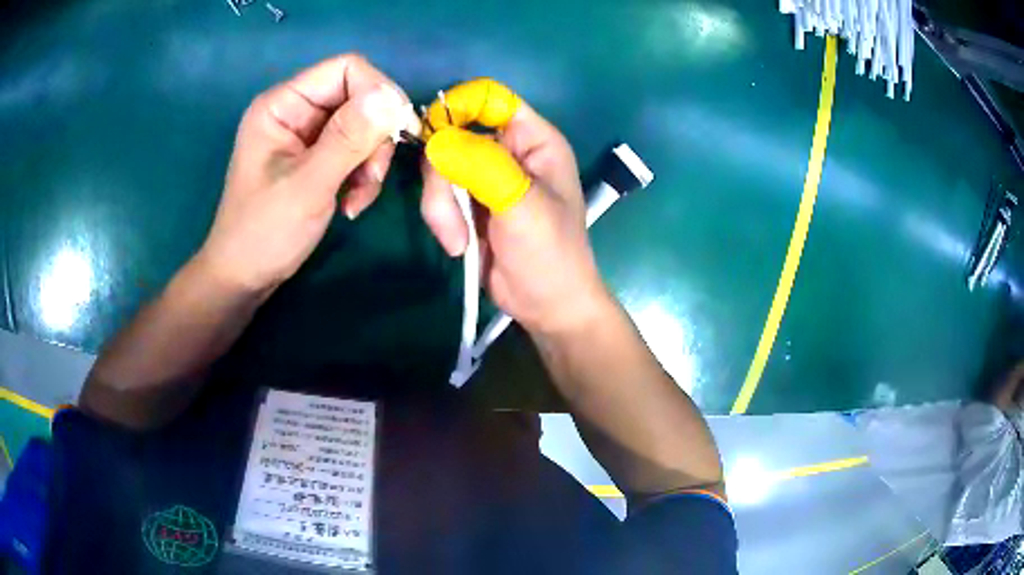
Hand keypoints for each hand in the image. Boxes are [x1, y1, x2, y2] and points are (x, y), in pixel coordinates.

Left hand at [197, 54, 419, 294]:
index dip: (377, 92)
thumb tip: (392, 98)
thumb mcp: (307, 186)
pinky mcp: (316, 156)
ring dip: (371, 162)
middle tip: (371, 178)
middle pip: (359, 97)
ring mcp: (306, 134)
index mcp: (283, 104)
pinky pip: (356, 150)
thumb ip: (347, 139)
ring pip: (364, 126)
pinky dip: (363, 175)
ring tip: (358, 199)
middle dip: (374, 137)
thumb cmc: (263, 233)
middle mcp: (296, 110)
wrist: (244, 278)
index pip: (346, 69)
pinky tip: (352, 204)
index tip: (395, 133)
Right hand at [420, 79, 610, 334]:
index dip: (459, 107)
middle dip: (443, 176)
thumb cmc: (549, 253)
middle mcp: (508, 149)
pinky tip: (458, 245)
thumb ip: (482, 165)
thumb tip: (437, 137)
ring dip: (439, 206)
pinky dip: (440, 218)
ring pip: (439, 167)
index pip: (489, 97)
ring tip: (458, 241)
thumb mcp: (521, 205)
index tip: (436, 137)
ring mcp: (485, 175)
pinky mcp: (468, 201)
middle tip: (451, 215)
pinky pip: (438, 193)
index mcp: (534, 139)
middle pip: (453, 134)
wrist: (546, 305)